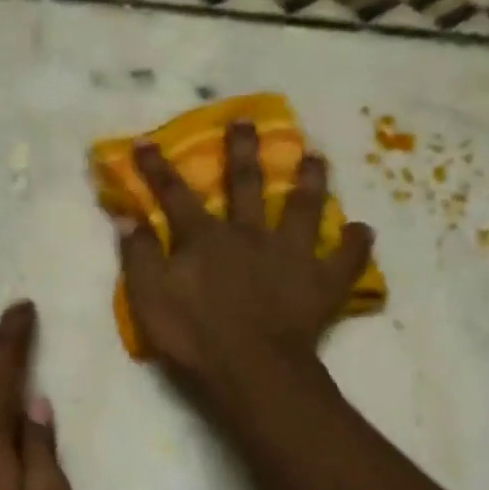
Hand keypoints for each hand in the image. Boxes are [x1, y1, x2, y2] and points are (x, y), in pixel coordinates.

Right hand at [118, 120, 373, 400]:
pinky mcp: (323, 282)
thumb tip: (126, 215)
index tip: (146, 142)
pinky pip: (346, 259)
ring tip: (317, 157)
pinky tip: (362, 230)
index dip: (158, 168)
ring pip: (304, 208)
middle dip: (244, 151)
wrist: (251, 368)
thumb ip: (138, 254)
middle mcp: (250, 234)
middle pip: (247, 184)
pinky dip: (355, 244)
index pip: (175, 195)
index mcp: (205, 238)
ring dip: (310, 181)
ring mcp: (292, 255)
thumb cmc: (194, 335)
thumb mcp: (148, 297)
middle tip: (248, 121)